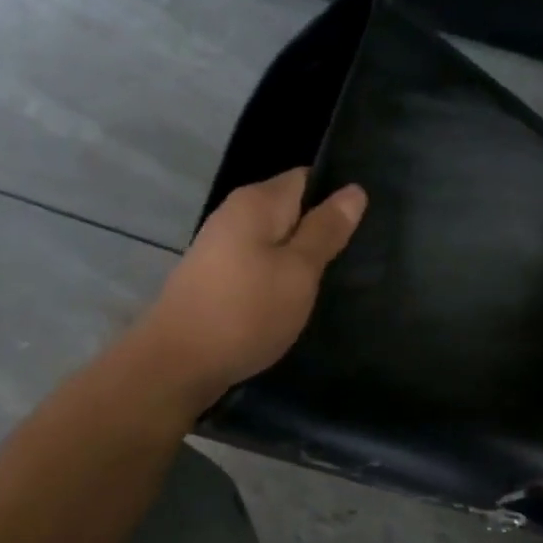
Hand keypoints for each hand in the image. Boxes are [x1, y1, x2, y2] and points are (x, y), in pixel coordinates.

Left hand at [135, 168, 367, 407]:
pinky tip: (294, 302)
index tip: (365, 226)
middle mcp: (234, 215)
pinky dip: (277, 279)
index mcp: (256, 202)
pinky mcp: (214, 279)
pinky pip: (257, 267)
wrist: (178, 363)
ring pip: (273, 242)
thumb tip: (354, 190)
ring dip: (299, 259)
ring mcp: (219, 248)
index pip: (305, 178)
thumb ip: (325, 230)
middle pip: (289, 211)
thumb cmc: (246, 312)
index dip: (335, 197)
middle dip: (320, 232)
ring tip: (332, 283)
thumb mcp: (299, 271)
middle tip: (356, 259)